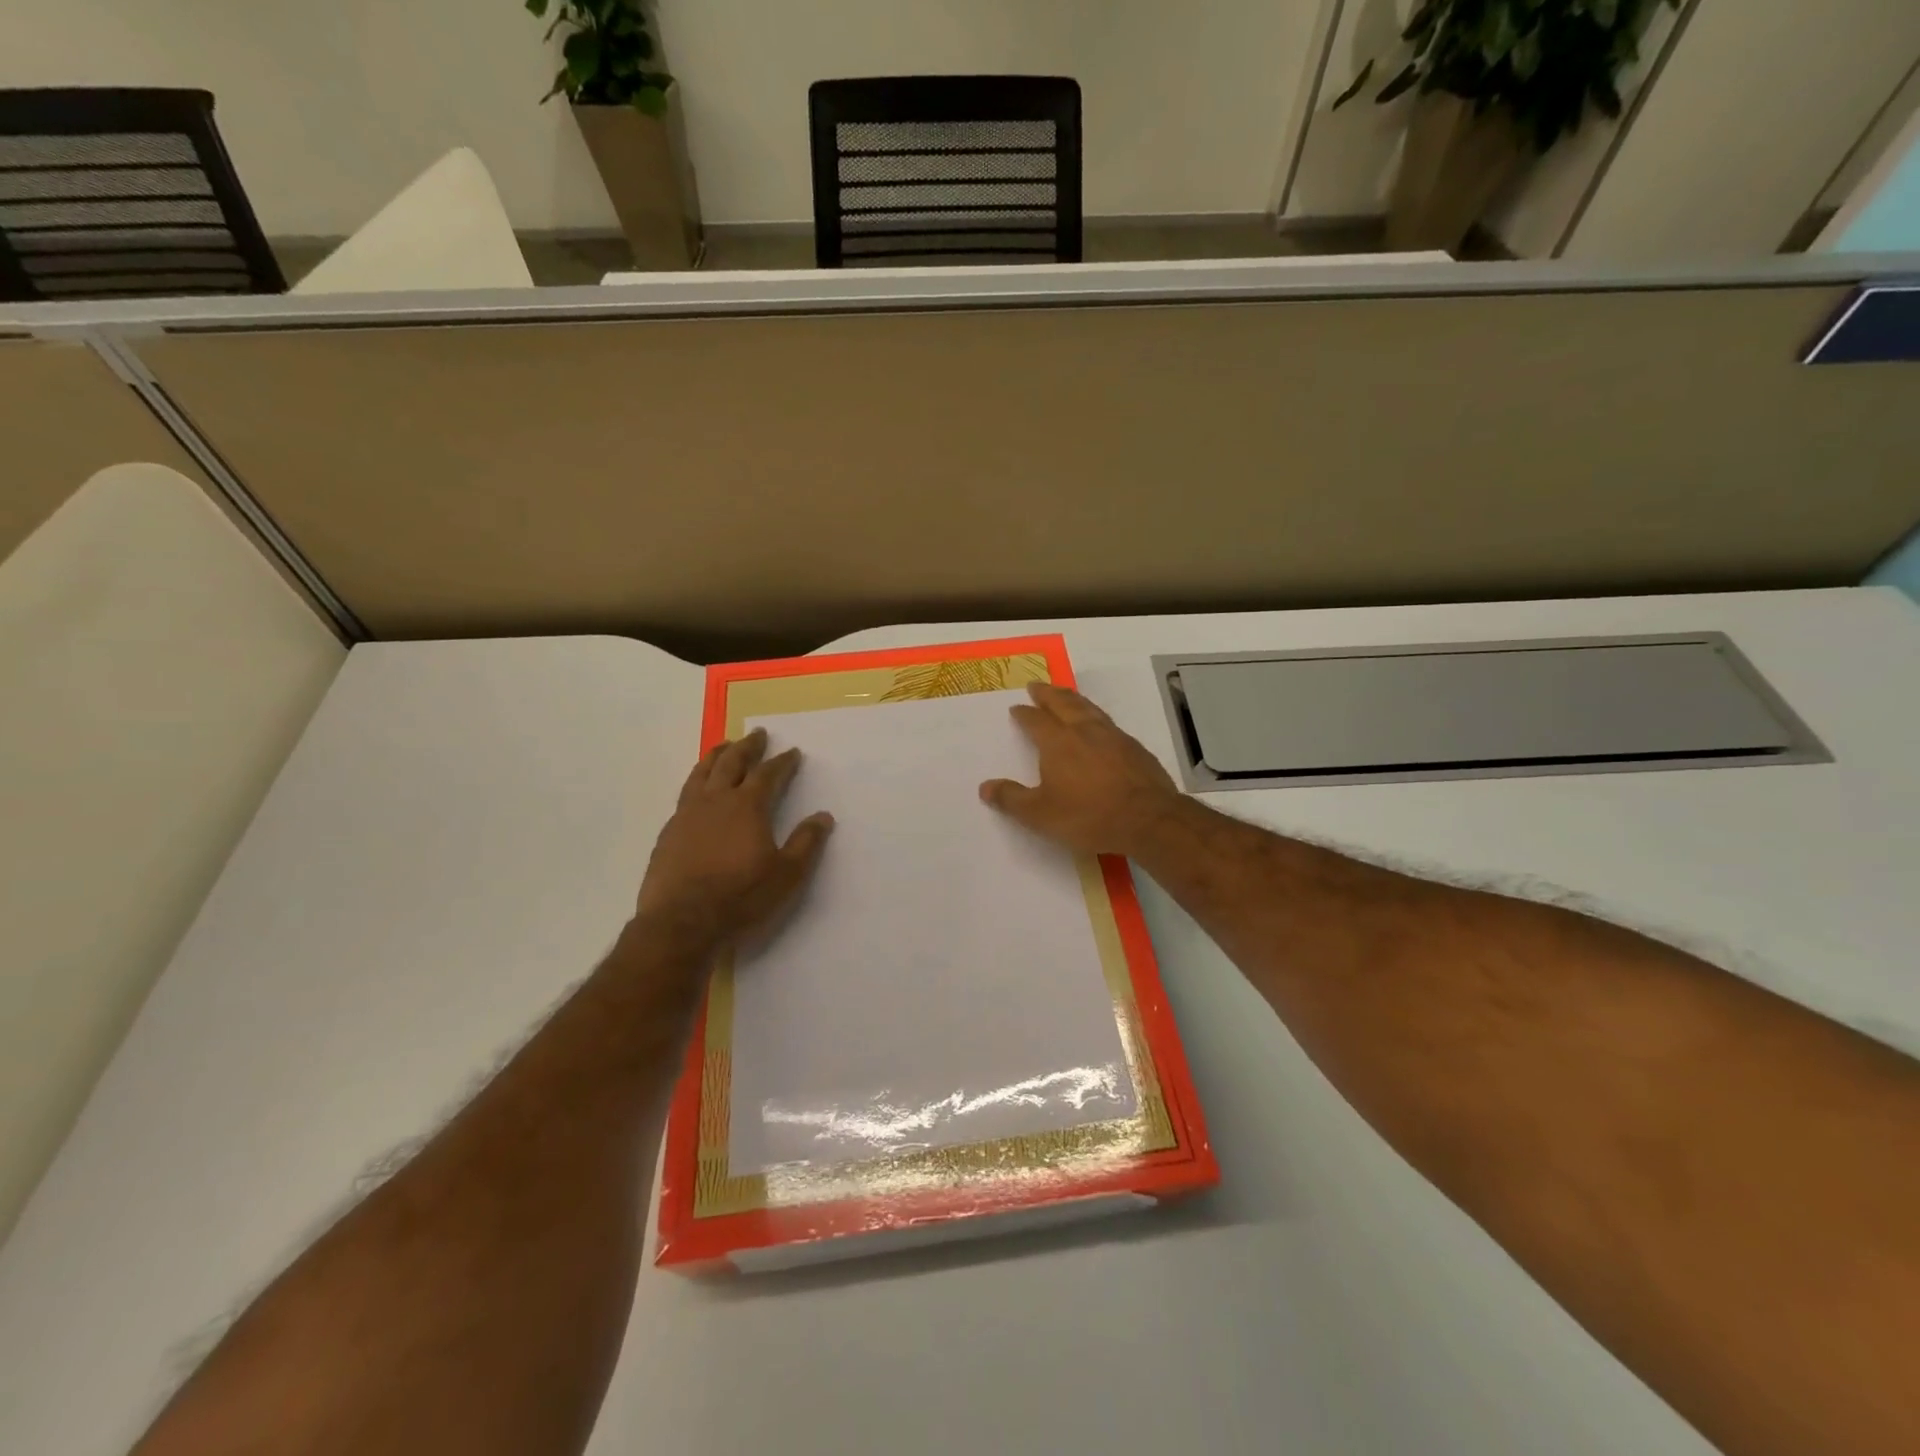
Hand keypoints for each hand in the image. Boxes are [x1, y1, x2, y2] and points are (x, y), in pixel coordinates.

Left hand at [636, 728, 834, 946]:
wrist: (682, 922)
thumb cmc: (741, 897)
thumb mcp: (787, 874)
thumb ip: (806, 843)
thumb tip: (824, 816)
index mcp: (748, 807)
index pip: (768, 774)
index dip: (782, 762)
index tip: (792, 752)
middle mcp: (716, 801)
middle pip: (732, 762)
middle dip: (747, 746)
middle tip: (757, 734)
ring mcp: (687, 814)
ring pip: (702, 772)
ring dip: (716, 755)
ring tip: (723, 746)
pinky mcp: (669, 832)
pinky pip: (685, 794)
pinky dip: (696, 781)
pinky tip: (698, 789)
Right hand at [979, 682, 1184, 857]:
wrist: (1148, 820)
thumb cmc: (1088, 816)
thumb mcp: (1041, 814)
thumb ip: (1012, 799)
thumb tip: (985, 787)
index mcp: (1058, 743)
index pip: (1036, 721)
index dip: (1025, 714)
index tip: (1017, 707)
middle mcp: (1084, 731)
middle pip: (1064, 704)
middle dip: (1048, 694)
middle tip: (1037, 685)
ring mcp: (1113, 737)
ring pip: (1089, 708)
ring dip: (1073, 699)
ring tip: (1066, 695)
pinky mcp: (1135, 748)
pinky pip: (1109, 723)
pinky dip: (1096, 717)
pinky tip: (1099, 726)